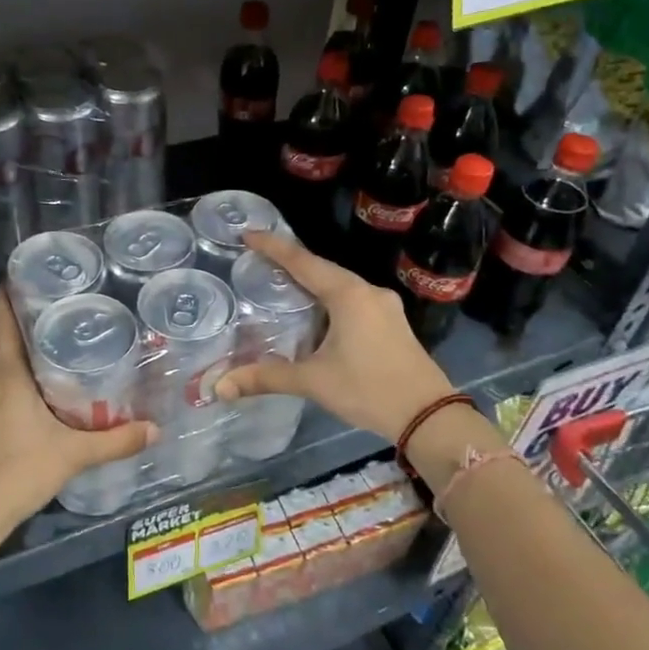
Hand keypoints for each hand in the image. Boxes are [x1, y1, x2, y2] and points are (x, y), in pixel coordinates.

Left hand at [0, 290, 156, 539]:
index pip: (1, 323)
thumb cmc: (19, 470)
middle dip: (15, 320)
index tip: (22, 274)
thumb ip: (115, 441)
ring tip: (48, 343)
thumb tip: (156, 430)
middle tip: (49, 307)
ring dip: (13, 351)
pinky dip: (11, 379)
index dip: (6, 295)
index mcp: (7, 378)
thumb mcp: (74, 454)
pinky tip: (33, 392)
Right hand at [214, 231, 456, 442]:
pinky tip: (316, 313)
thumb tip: (220, 387)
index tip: (249, 234)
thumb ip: (267, 377)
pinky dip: (329, 300)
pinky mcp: (392, 323)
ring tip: (283, 284)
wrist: (428, 416)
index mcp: (348, 295)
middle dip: (292, 263)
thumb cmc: (368, 389)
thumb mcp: (314, 382)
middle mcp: (368, 292)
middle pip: (323, 269)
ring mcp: (385, 307)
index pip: (303, 262)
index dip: (274, 247)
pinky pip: (353, 300)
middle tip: (260, 260)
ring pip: (340, 285)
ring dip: (312, 283)